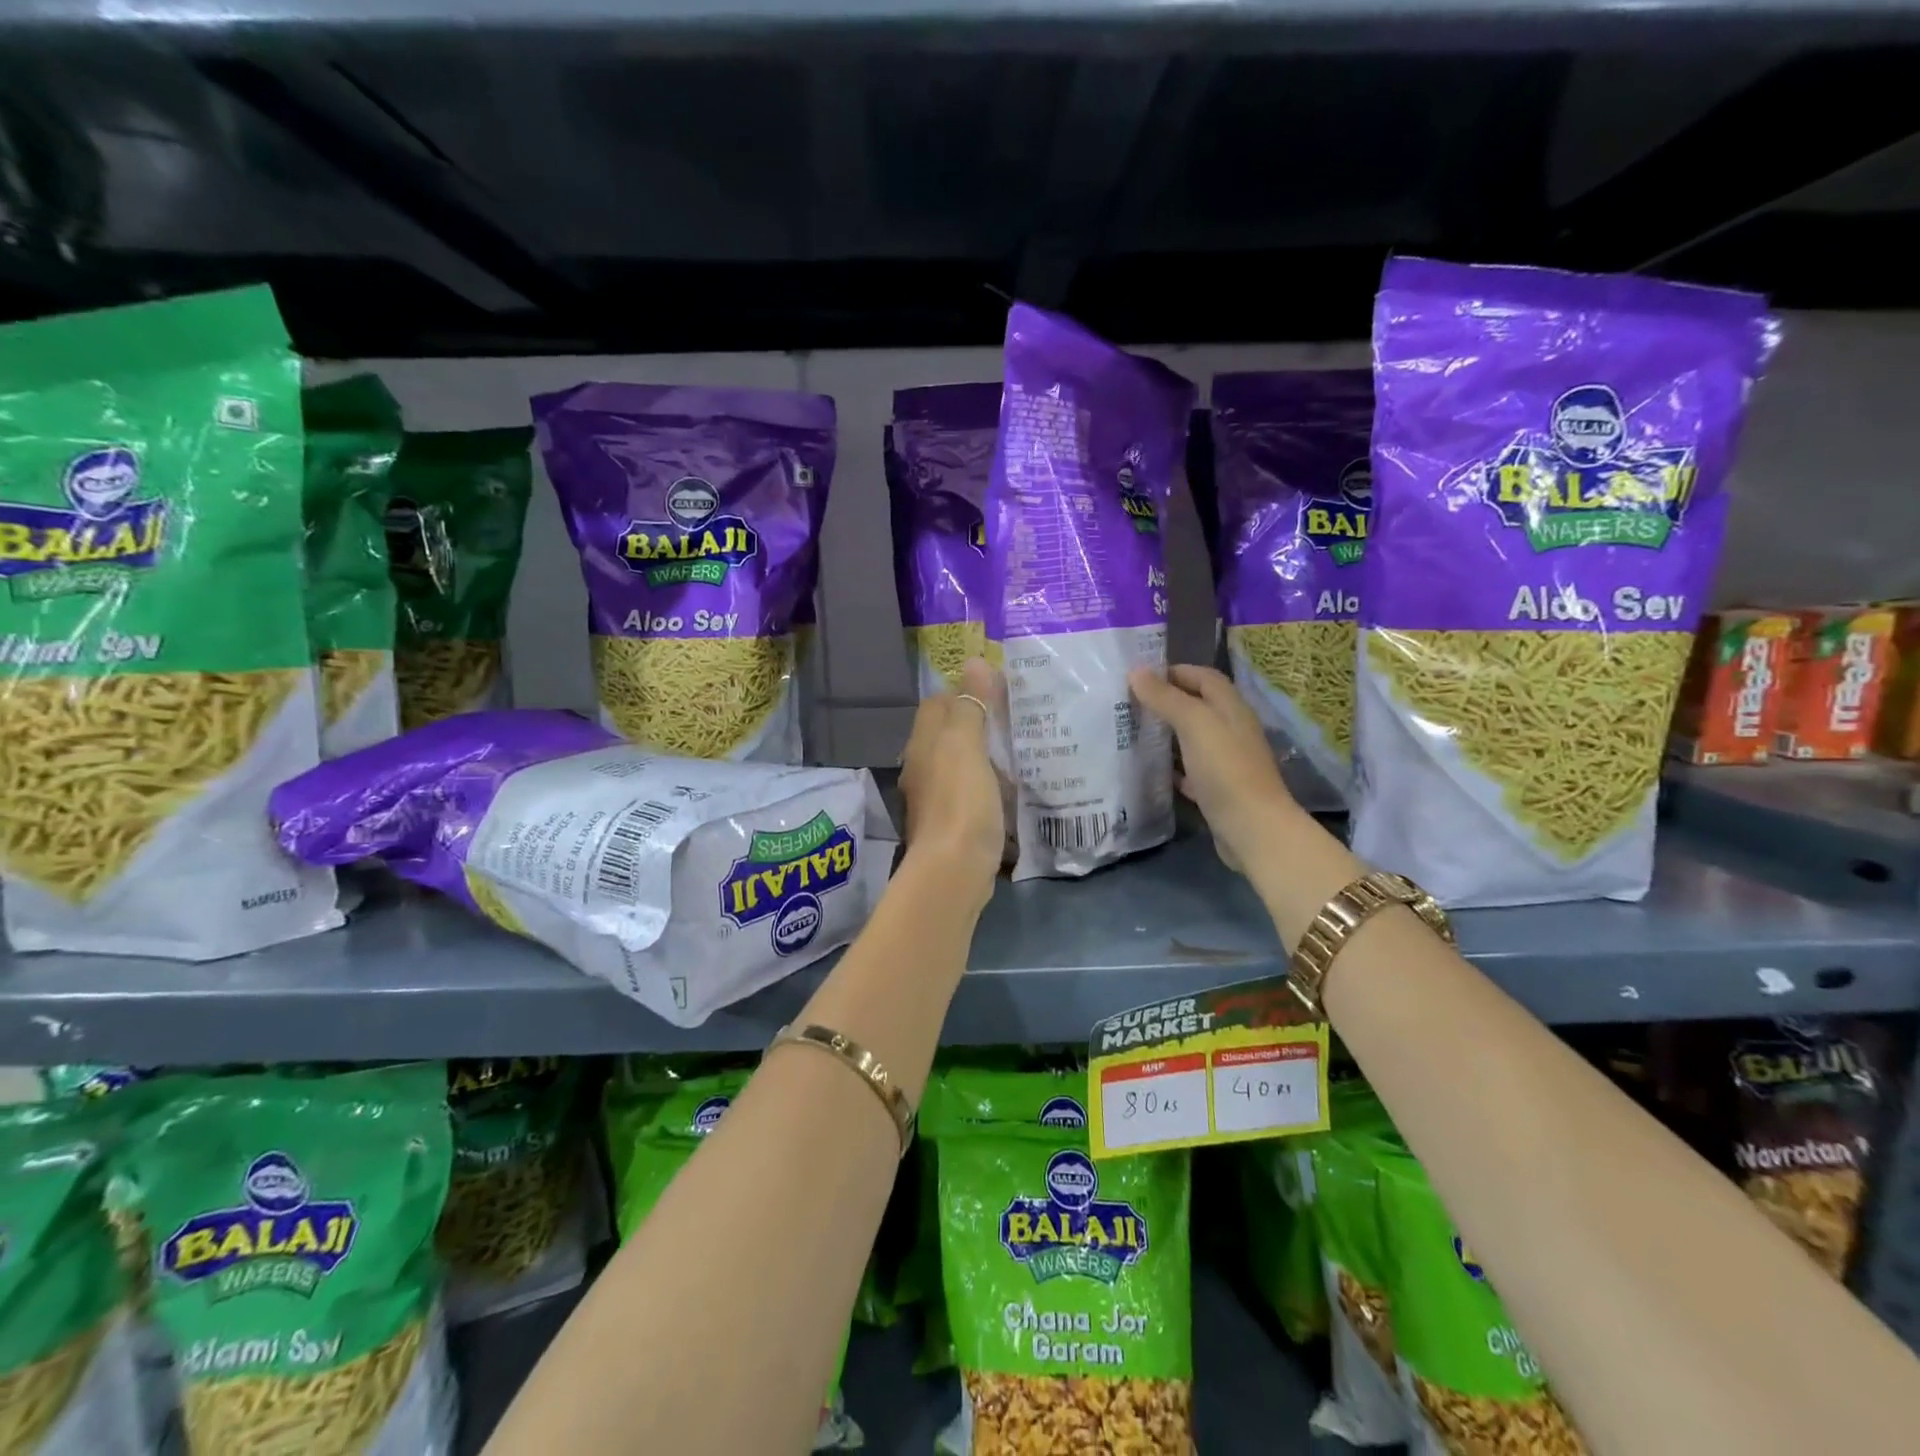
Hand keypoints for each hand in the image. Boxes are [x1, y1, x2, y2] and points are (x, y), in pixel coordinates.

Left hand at [898, 657, 1004, 907]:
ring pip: (958, 763)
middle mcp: (922, 766)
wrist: (954, 869)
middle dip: (977, 722)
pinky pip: (968, 791)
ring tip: (1019, 749)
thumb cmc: (960, 800)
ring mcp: (934, 797)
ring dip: (983, 754)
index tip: (1000, 689)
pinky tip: (1010, 787)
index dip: (964, 690)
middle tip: (1016, 718)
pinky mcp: (951, 822)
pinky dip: (987, 784)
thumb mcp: (966, 745)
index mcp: (923, 743)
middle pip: (948, 733)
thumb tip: (973, 661)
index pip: (938, 702)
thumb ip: (970, 705)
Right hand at [1128, 664, 1301, 875]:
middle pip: (1197, 706)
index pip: (1204, 677)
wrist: (1252, 829)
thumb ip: (1166, 697)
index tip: (1139, 677)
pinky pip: (1190, 770)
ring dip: (1166, 733)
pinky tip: (1149, 768)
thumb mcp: (1194, 724)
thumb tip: (1136, 671)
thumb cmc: (1225, 769)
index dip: (1174, 671)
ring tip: (1131, 732)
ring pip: (1191, 738)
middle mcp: (1231, 730)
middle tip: (1128, 704)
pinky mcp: (1217, 789)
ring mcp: (1225, 761)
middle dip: (1165, 702)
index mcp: (1230, 708)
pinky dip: (1171, 766)